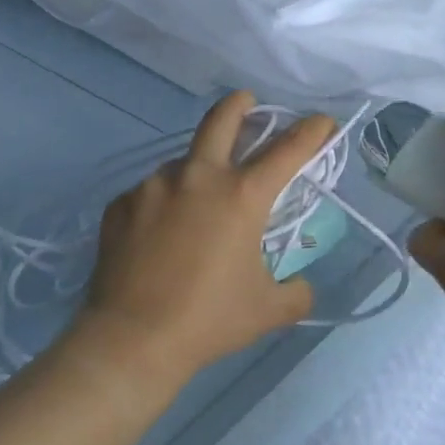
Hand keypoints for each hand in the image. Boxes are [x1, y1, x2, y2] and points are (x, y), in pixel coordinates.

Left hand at [71, 92, 336, 392]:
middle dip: (240, 105)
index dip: (311, 131)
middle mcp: (198, 177)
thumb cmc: (208, 320)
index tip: (322, 121)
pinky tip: (160, 233)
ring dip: (198, 170)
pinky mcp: (121, 204)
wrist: (131, 340)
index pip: (287, 149)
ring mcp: (153, 186)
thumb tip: (301, 286)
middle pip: (221, 119)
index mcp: (241, 195)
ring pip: (183, 162)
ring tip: (198, 204)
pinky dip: (164, 204)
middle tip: (247, 104)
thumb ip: (295, 292)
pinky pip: (150, 194)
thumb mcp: (267, 310)